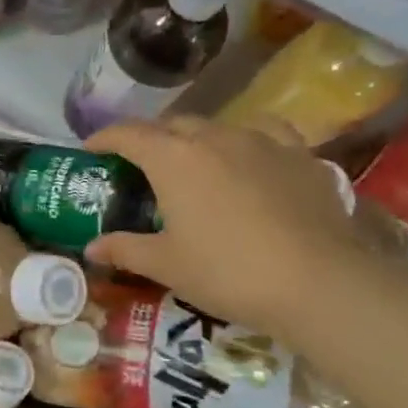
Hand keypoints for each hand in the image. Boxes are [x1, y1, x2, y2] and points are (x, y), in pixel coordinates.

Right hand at [82, 117, 364, 337]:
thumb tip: (91, 248)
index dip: (105, 138)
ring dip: (197, 139)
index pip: (128, 134)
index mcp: (173, 159)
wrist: (316, 282)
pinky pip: (265, 134)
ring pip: (218, 127)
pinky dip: (247, 141)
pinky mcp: (300, 155)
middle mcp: (214, 137)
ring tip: (194, 164)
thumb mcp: (166, 265)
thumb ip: (125, 249)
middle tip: (141, 166)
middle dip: (151, 139)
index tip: (91, 148)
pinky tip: (251, 158)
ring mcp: (262, 141)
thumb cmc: (226, 271)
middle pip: (173, 125)